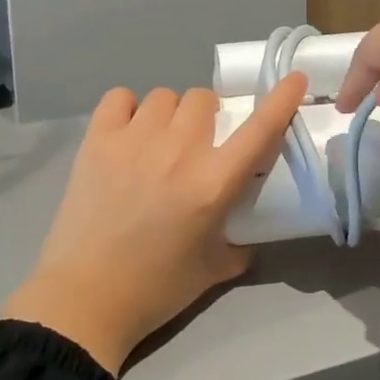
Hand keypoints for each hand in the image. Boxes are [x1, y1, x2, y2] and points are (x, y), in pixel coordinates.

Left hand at [1, 76, 307, 374]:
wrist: (85, 299)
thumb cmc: (156, 289)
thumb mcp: (215, 268)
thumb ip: (241, 240)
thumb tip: (247, 224)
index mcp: (213, 183)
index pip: (259, 129)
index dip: (281, 100)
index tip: (294, 79)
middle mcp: (178, 151)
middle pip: (203, 99)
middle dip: (206, 118)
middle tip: (196, 144)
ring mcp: (134, 140)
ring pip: (164, 96)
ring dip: (169, 115)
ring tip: (157, 143)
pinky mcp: (97, 140)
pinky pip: (120, 98)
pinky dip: (128, 109)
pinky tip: (126, 134)